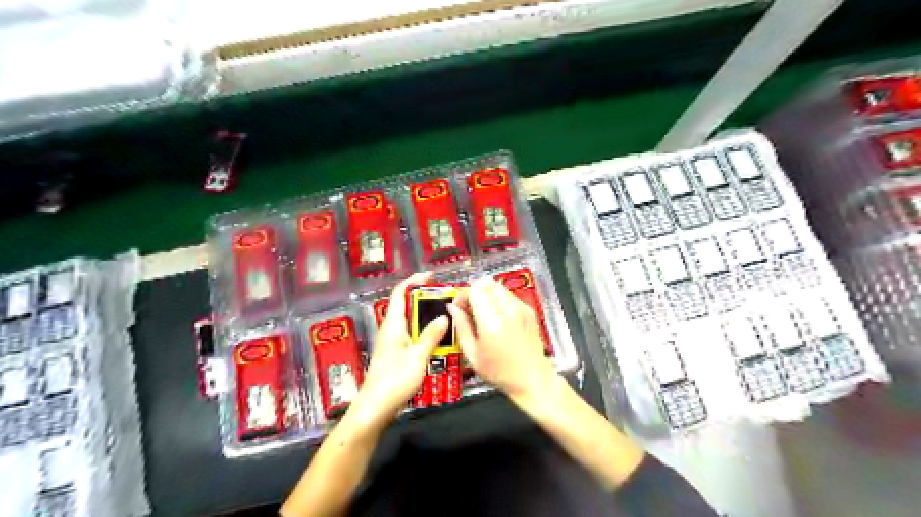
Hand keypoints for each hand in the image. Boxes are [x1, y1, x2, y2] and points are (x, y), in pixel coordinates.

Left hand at [351, 273, 448, 426]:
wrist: (374, 409)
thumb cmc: (394, 381)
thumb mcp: (418, 358)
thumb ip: (431, 336)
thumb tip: (444, 316)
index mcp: (393, 324)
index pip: (400, 293)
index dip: (414, 280)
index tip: (431, 276)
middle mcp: (391, 330)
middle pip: (406, 306)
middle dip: (425, 300)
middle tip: (447, 300)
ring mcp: (392, 343)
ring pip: (410, 322)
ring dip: (427, 318)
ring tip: (448, 318)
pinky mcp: (395, 355)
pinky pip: (411, 336)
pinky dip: (425, 333)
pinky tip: (439, 342)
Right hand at [447, 276, 552, 400]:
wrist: (533, 378)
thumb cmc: (499, 371)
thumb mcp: (472, 354)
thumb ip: (461, 327)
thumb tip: (452, 307)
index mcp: (492, 321)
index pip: (475, 289)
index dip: (463, 294)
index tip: (459, 307)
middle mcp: (508, 309)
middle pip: (486, 283)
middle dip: (474, 291)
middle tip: (469, 308)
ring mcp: (521, 307)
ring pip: (498, 286)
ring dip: (486, 294)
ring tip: (482, 314)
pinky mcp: (529, 309)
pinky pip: (509, 295)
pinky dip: (499, 300)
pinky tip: (497, 318)